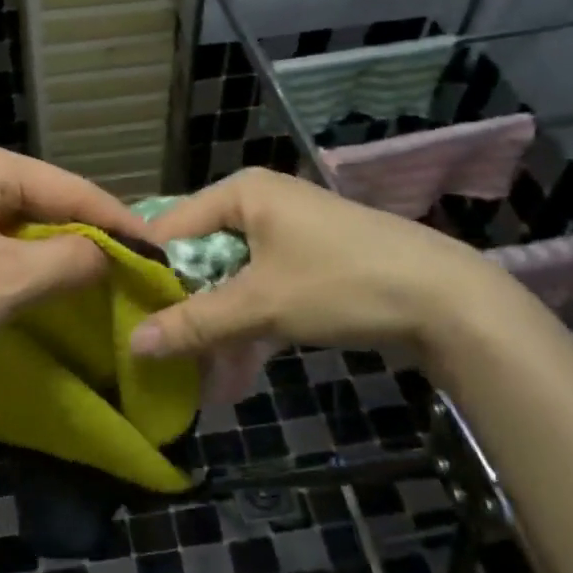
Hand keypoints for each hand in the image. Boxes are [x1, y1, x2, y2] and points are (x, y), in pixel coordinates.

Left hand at [0, 142, 137, 378]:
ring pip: (17, 222)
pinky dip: (17, 260)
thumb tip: (107, 254)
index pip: (73, 187)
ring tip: (88, 280)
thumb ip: (72, 260)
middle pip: (45, 200)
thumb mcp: (10, 279)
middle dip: (84, 236)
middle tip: (125, 270)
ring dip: (51, 251)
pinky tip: (32, 283)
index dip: (119, 221)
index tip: (157, 252)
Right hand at [128, 167, 507, 359]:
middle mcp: (261, 205)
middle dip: (184, 311)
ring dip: (217, 330)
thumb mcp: (260, 305)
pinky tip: (236, 376)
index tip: (123, 315)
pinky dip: (250, 330)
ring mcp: (288, 235)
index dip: (146, 272)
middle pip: (201, 257)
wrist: (449, 302)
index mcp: (242, 193)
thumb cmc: (341, 283)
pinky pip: (263, 294)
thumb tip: (132, 345)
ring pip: (232, 282)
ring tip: (198, 379)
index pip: (170, 227)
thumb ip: (194, 324)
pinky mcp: (310, 265)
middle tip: (160, 354)